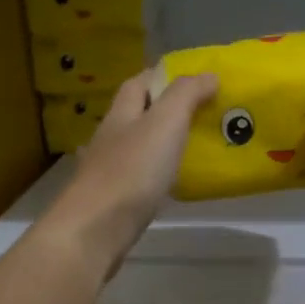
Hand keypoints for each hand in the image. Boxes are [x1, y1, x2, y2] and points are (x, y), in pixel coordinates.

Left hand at [41, 70, 218, 278]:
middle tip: (204, 115)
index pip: (138, 83)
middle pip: (137, 115)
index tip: (195, 80)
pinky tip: (173, 184)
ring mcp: (108, 171)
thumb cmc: (132, 170)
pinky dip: (156, 176)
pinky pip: (139, 179)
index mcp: (121, 114)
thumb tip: (208, 74)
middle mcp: (110, 138)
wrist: (96, 229)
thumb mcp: (165, 122)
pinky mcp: (113, 201)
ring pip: (137, 148)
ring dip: (161, 145)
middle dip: (166, 111)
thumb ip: (186, 95)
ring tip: (195, 148)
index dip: (163, 76)